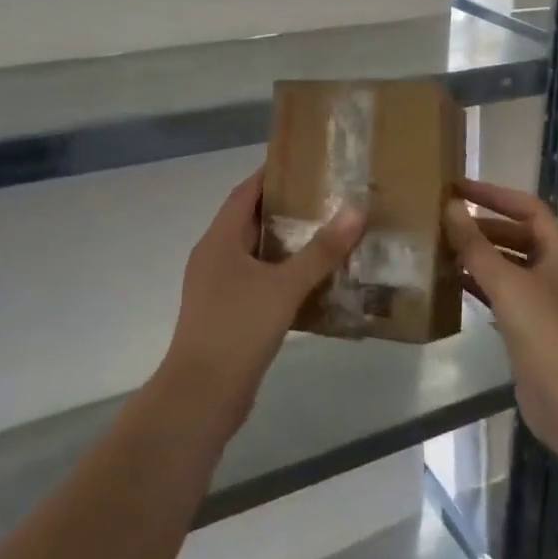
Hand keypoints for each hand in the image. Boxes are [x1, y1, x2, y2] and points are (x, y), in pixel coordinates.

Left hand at [159, 170, 362, 429]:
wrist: (201, 396)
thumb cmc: (238, 329)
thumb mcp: (284, 286)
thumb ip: (320, 250)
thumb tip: (355, 210)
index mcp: (219, 240)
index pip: (245, 192)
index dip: (271, 175)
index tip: (305, 162)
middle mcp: (214, 257)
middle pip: (250, 220)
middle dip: (285, 208)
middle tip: (326, 197)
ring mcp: (218, 288)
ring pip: (256, 254)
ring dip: (286, 244)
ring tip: (327, 234)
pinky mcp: (227, 314)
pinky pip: (258, 282)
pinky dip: (282, 275)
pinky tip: (313, 282)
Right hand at [445, 180, 557, 463]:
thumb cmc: (544, 330)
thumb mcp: (506, 281)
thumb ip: (475, 245)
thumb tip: (450, 206)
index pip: (529, 208)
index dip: (495, 194)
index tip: (460, 189)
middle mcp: (556, 272)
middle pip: (519, 236)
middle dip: (483, 226)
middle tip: (445, 220)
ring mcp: (545, 302)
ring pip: (509, 266)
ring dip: (479, 255)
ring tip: (443, 247)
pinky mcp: (531, 329)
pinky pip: (502, 295)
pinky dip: (480, 284)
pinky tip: (453, 283)